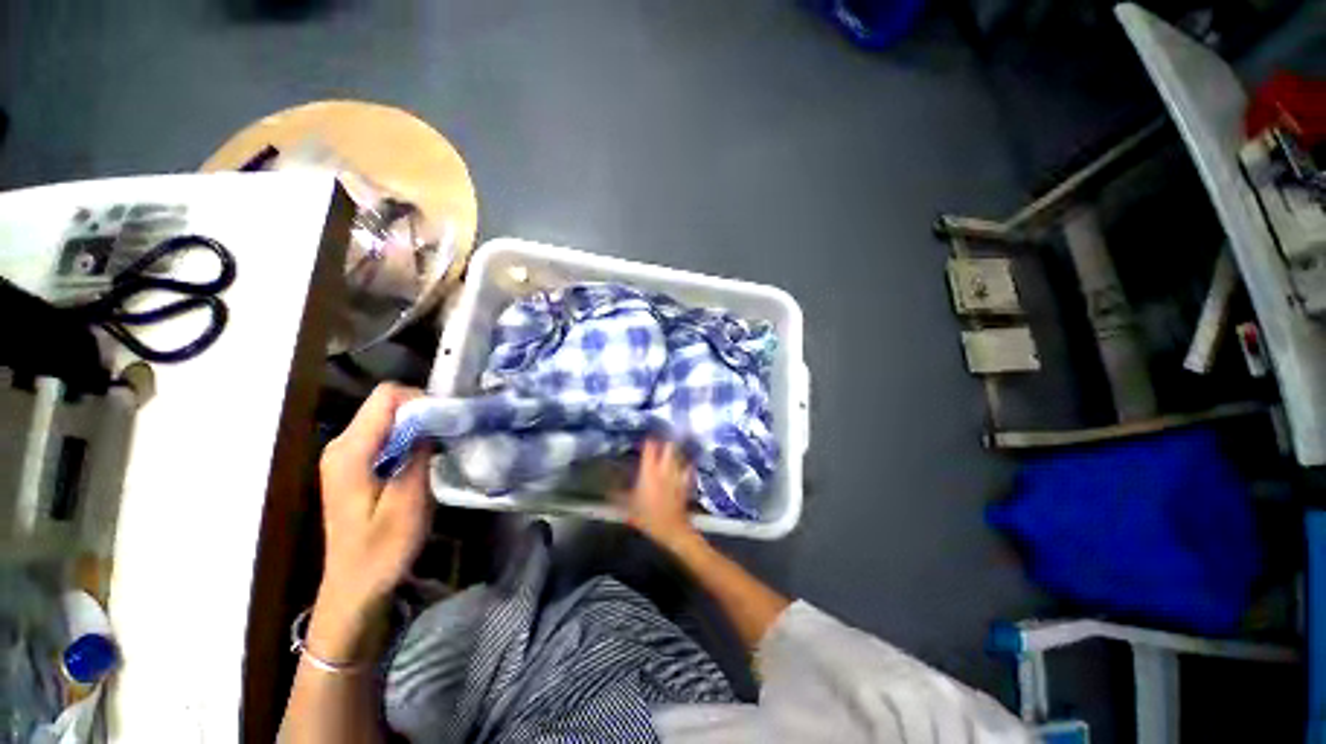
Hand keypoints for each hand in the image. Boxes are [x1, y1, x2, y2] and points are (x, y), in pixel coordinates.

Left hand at [310, 384, 431, 662]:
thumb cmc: (381, 550)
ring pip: (387, 416)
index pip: (387, 397)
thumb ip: (418, 456)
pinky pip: (385, 433)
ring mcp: (344, 454)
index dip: (422, 399)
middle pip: (386, 403)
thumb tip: (433, 419)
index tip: (448, 421)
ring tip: (442, 445)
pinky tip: (425, 457)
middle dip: (423, 411)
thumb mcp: (408, 504)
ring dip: (418, 424)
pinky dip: (409, 437)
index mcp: (350, 452)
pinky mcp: (353, 464)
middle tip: (451, 433)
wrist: (355, 586)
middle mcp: (341, 444)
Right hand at [622, 440, 698, 549]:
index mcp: (649, 471)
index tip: (644, 440)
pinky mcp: (686, 483)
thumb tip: (607, 487)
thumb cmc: (648, 518)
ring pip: (678, 455)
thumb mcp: (628, 507)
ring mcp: (677, 475)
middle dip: (664, 442)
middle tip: (658, 444)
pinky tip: (683, 466)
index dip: (648, 441)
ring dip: (674, 453)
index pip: (650, 447)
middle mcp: (664, 469)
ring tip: (669, 453)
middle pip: (668, 446)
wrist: (672, 530)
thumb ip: (618, 494)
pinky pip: (688, 469)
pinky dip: (686, 465)